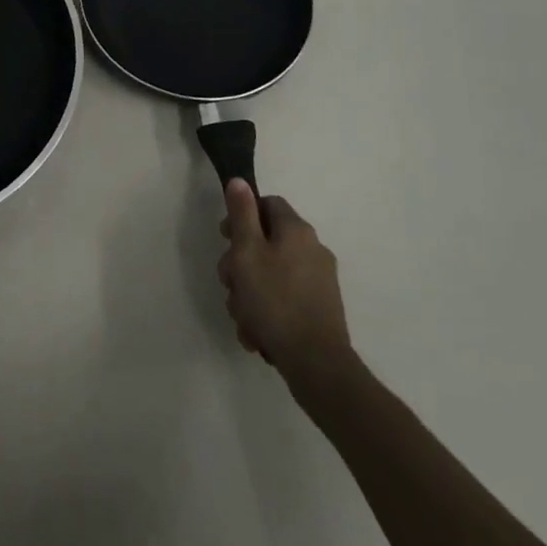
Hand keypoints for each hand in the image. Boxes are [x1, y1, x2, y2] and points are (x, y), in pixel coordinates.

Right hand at [217, 179, 352, 390]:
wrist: (317, 364)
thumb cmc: (275, 301)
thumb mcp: (247, 252)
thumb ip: (242, 214)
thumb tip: (239, 181)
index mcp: (297, 230)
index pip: (267, 204)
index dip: (242, 217)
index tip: (226, 239)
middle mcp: (312, 249)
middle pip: (266, 242)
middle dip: (241, 265)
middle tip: (230, 286)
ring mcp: (319, 281)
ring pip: (271, 275)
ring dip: (250, 294)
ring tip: (243, 319)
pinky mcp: (320, 309)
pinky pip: (285, 299)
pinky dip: (268, 312)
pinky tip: (257, 333)